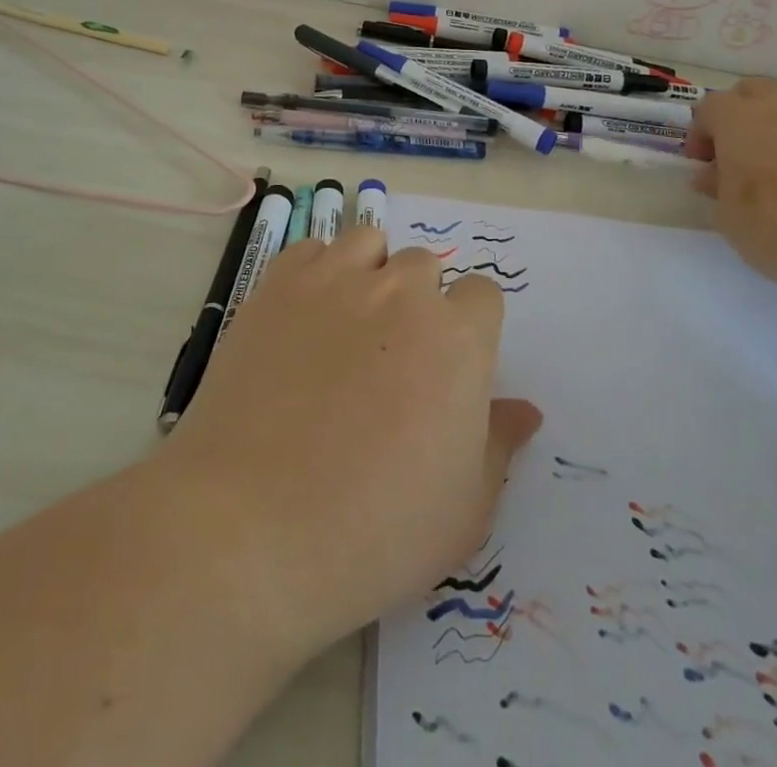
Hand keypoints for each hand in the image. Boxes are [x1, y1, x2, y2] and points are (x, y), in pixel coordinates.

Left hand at [160, 227, 541, 659]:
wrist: (251, 528)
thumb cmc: (374, 532)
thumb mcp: (463, 511)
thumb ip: (499, 444)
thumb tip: (525, 409)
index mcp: (458, 338)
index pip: (483, 295)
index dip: (470, 328)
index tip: (448, 367)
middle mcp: (403, 292)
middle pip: (425, 267)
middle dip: (419, 302)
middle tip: (393, 360)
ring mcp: (337, 280)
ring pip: (371, 244)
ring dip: (371, 274)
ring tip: (348, 327)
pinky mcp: (280, 284)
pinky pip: (313, 251)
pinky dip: (318, 272)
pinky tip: (304, 318)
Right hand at [687, 78, 776, 306]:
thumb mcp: (729, 216)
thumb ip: (716, 189)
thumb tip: (713, 176)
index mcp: (734, 115)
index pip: (706, 110)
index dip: (700, 137)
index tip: (703, 167)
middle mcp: (776, 101)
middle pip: (749, 93)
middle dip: (738, 119)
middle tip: (736, 157)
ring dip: (776, 120)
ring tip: (775, 158)